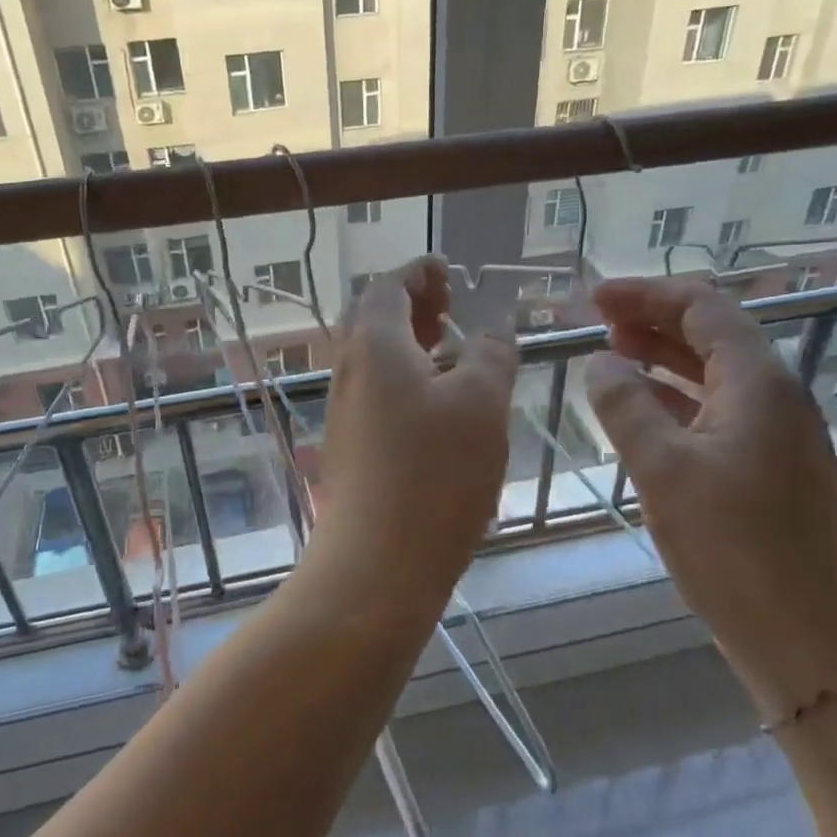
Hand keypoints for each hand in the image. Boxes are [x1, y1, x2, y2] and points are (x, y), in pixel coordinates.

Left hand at [316, 257, 518, 589]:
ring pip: (374, 357)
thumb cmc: (434, 475)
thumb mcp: (480, 403)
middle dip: (412, 303)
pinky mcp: (350, 448)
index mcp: (375, 345)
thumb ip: (490, 354)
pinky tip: (436, 404)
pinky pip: (375, 392)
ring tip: (449, 347)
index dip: (419, 271)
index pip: (388, 286)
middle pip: (374, 318)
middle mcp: (349, 371)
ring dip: (408, 341)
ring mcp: (344, 412)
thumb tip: (492, 329)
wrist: (375, 566)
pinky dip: (404, 377)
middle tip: (450, 303)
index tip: (447, 270)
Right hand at [583, 278, 836, 719]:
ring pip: (714, 374)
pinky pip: (719, 411)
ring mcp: (779, 434)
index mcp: (758, 382)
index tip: (593, 297)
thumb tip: (599, 361)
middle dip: (651, 320)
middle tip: (594, 323)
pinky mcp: (772, 469)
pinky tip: (643, 412)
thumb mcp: (662, 470)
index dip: (645, 293)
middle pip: (711, 334)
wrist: (809, 640)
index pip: (702, 307)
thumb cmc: (734, 549)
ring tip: (610, 355)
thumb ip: (624, 406)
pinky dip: (676, 399)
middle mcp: (777, 396)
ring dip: (662, 358)